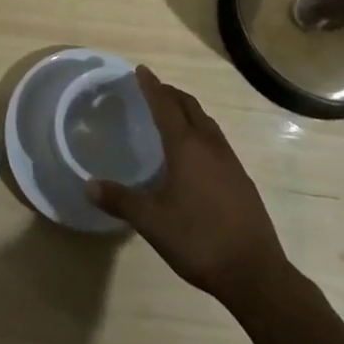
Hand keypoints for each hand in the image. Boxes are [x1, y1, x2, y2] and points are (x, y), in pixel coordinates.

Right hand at [87, 67, 286, 303]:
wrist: (254, 273)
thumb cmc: (198, 240)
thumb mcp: (152, 222)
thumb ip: (120, 200)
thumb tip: (89, 186)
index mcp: (186, 147)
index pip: (165, 106)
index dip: (151, 86)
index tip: (141, 70)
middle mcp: (209, 145)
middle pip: (189, 107)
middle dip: (170, 94)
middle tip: (154, 89)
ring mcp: (230, 162)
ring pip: (206, 122)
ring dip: (188, 111)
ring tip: (174, 114)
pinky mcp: (242, 179)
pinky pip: (217, 140)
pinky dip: (201, 131)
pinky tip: (196, 153)